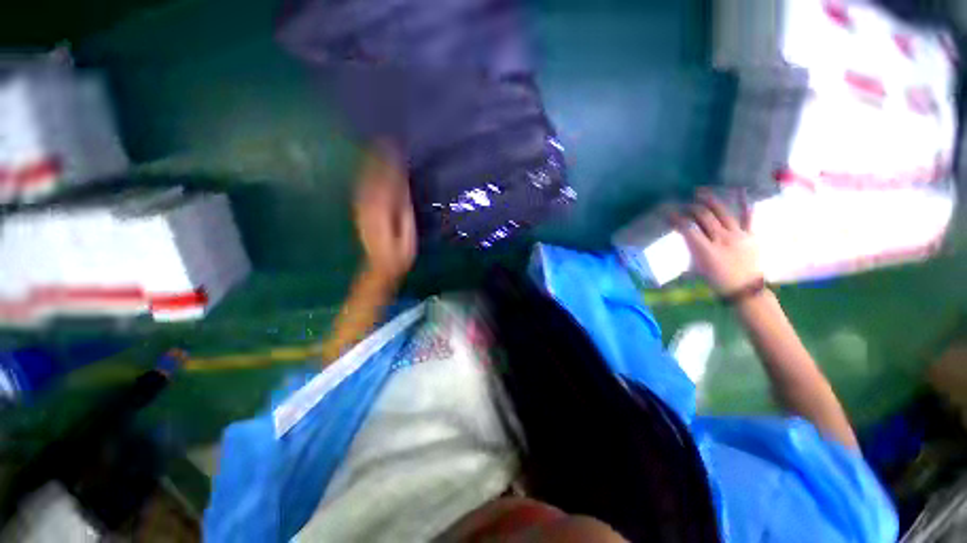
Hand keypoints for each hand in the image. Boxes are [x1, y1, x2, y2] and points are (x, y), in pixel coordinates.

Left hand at [354, 144, 416, 285]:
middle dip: (378, 158)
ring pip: (365, 180)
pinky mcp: (361, 211)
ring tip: (376, 147)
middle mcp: (368, 205)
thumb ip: (403, 210)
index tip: (396, 147)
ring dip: (370, 163)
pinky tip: (369, 167)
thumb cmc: (399, 254)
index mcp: (382, 211)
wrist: (380, 266)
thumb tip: (402, 187)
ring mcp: (362, 208)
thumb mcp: (407, 233)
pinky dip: (366, 175)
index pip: (388, 182)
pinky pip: (362, 188)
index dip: (391, 164)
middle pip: (373, 177)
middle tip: (385, 140)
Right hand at [671, 191, 760, 294]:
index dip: (676, 219)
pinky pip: (747, 216)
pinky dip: (744, 203)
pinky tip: (739, 191)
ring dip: (710, 201)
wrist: (745, 290)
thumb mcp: (696, 270)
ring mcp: (738, 235)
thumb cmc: (716, 282)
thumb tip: (673, 247)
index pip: (688, 229)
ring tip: (700, 192)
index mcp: (706, 250)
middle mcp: (722, 239)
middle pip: (704, 217)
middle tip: (683, 205)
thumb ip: (687, 255)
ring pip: (722, 213)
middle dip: (691, 208)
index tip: (668, 214)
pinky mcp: (750, 235)